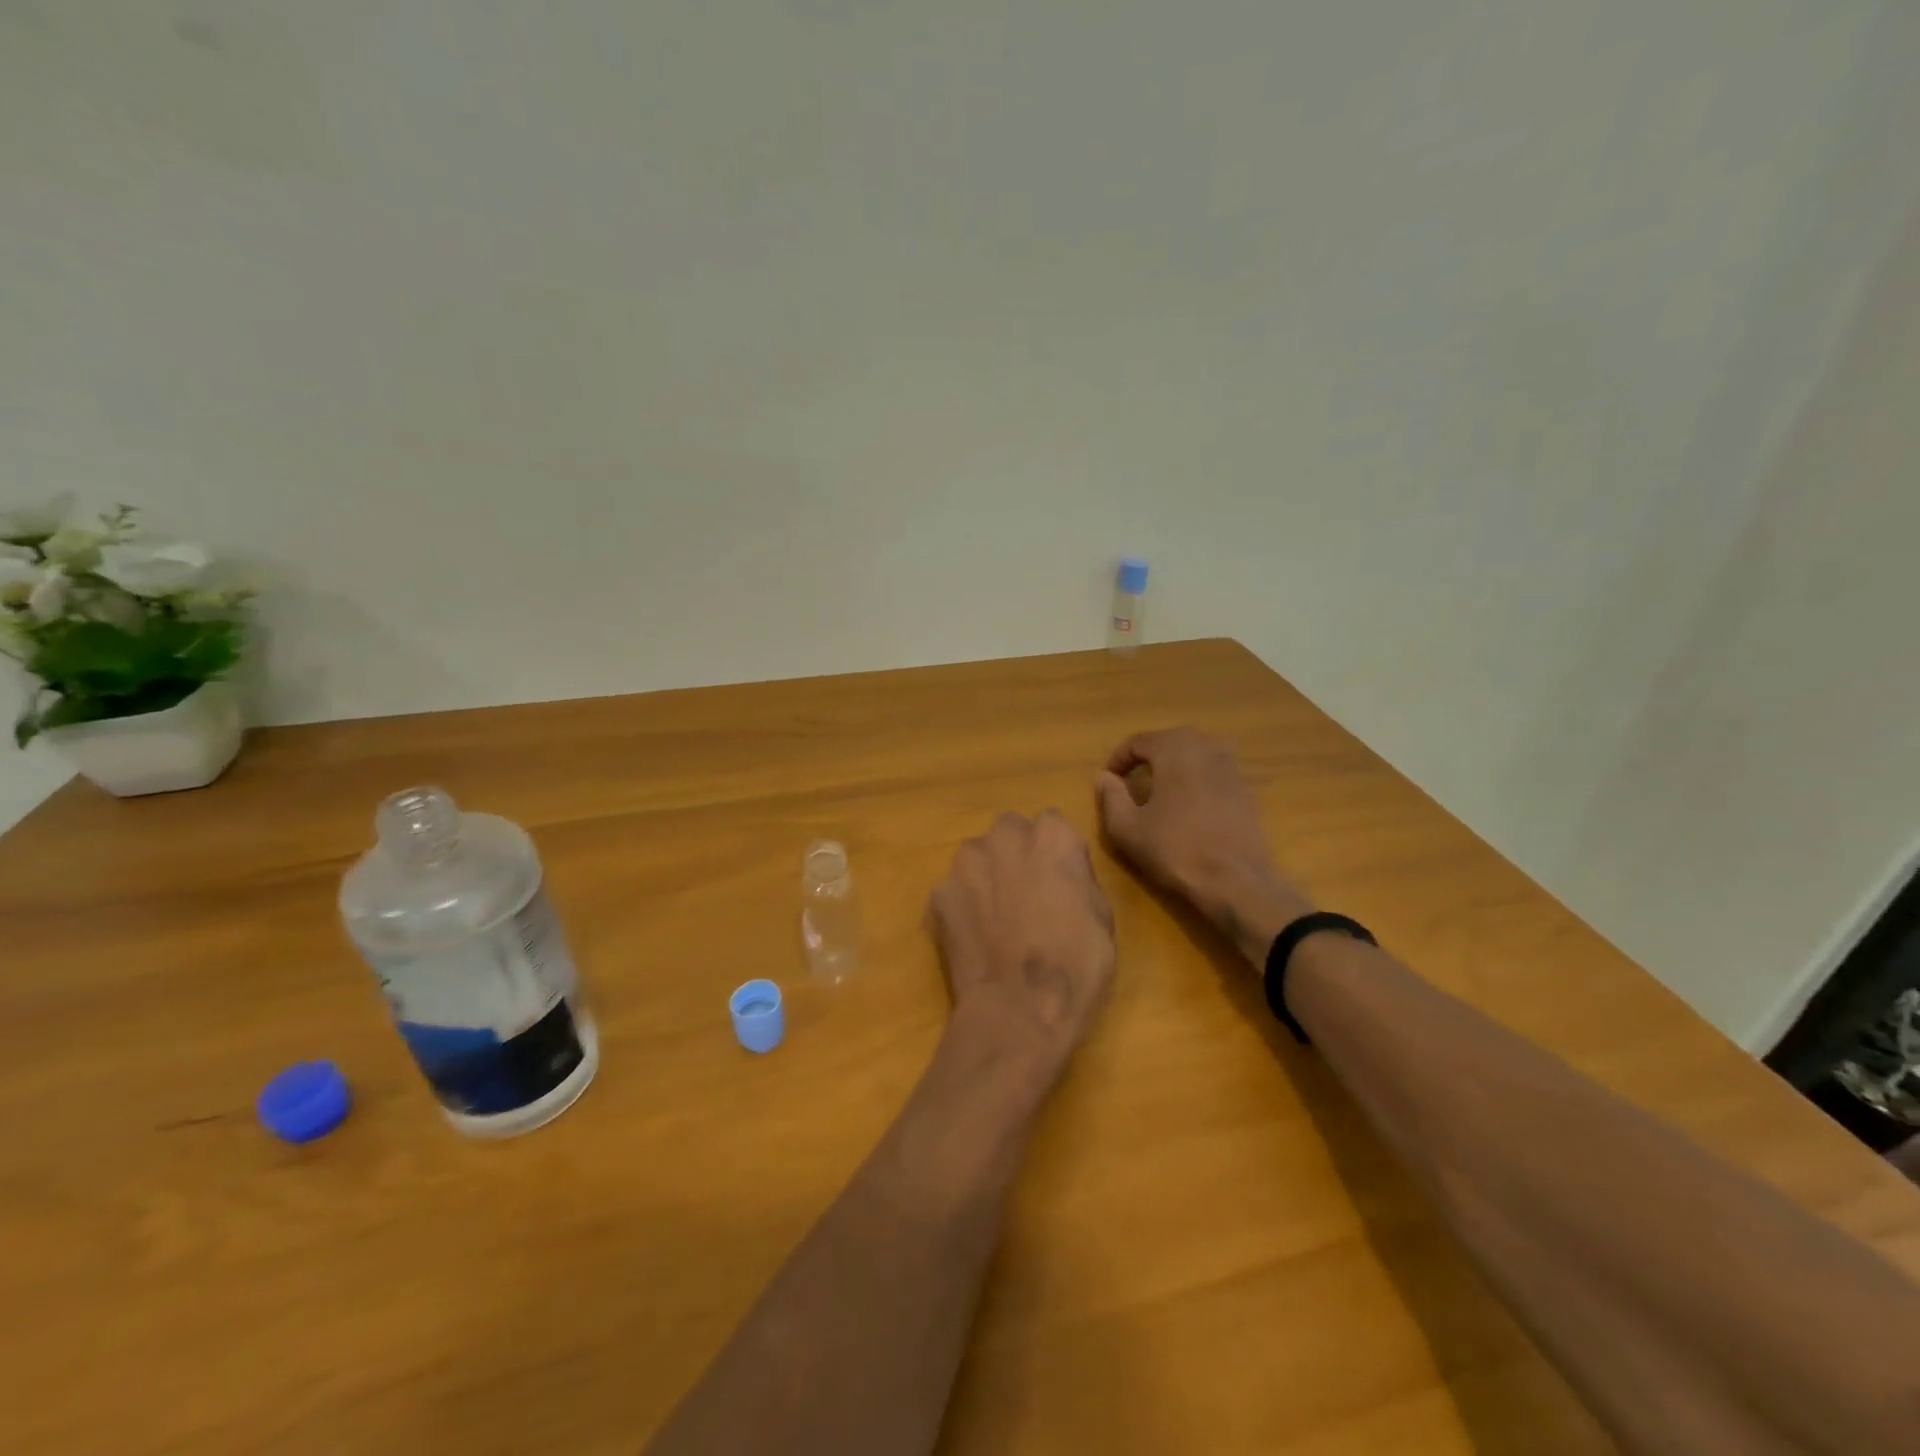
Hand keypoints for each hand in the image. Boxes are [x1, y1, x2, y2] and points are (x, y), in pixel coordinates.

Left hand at [927, 811, 1116, 1090]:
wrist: (1019, 1010)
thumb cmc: (1076, 966)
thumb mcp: (1101, 916)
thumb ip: (1077, 877)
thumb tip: (1062, 871)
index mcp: (1053, 836)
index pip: (1051, 825)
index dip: (1053, 854)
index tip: (1057, 881)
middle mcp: (1006, 836)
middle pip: (1010, 833)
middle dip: (1015, 855)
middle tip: (1024, 896)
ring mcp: (967, 862)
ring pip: (977, 857)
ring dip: (985, 876)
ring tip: (995, 920)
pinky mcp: (939, 892)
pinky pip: (953, 890)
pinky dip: (961, 907)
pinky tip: (973, 939)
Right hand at [1094, 728, 1313, 966]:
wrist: (1237, 880)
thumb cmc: (1175, 849)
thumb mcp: (1127, 828)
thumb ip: (1110, 796)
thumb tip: (1104, 777)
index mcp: (1174, 749)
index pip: (1138, 741)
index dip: (1118, 759)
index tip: (1108, 781)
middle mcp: (1205, 747)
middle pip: (1169, 740)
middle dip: (1147, 756)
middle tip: (1130, 779)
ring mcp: (1230, 766)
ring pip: (1194, 753)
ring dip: (1173, 764)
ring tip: (1158, 788)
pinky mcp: (1245, 788)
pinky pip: (1212, 770)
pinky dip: (1195, 778)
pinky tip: (1186, 804)